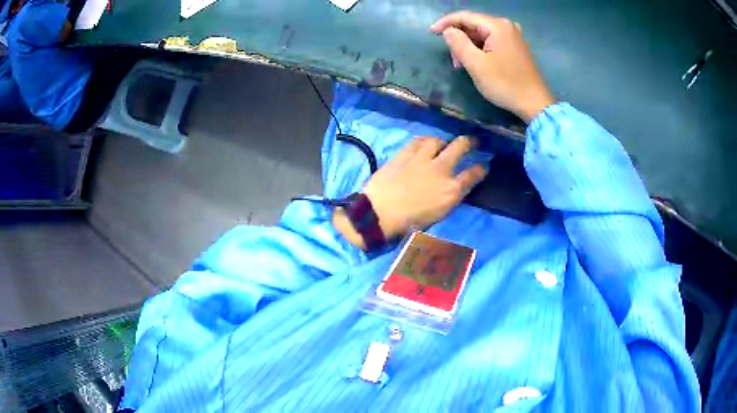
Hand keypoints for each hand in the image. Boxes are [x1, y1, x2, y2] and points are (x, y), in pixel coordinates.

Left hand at [333, 137, 486, 249]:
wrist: (380, 213)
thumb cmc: (410, 222)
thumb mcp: (439, 215)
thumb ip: (451, 198)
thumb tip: (457, 187)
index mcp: (451, 189)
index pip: (473, 174)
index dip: (481, 169)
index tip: (484, 166)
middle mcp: (440, 169)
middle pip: (460, 147)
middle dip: (470, 142)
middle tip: (472, 141)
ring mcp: (422, 159)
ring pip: (438, 140)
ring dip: (443, 142)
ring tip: (443, 144)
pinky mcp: (404, 154)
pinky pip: (418, 141)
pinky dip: (424, 141)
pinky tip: (425, 143)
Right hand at [431, 11, 555, 122]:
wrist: (535, 104)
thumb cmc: (505, 84)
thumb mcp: (476, 64)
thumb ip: (458, 43)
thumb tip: (448, 31)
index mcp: (497, 26)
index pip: (465, 16)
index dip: (446, 22)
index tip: (431, 32)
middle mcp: (507, 26)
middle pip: (474, 25)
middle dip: (459, 39)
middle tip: (453, 60)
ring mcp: (514, 36)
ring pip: (482, 34)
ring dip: (469, 46)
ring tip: (463, 65)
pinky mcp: (517, 47)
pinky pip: (492, 41)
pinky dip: (480, 49)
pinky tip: (476, 63)